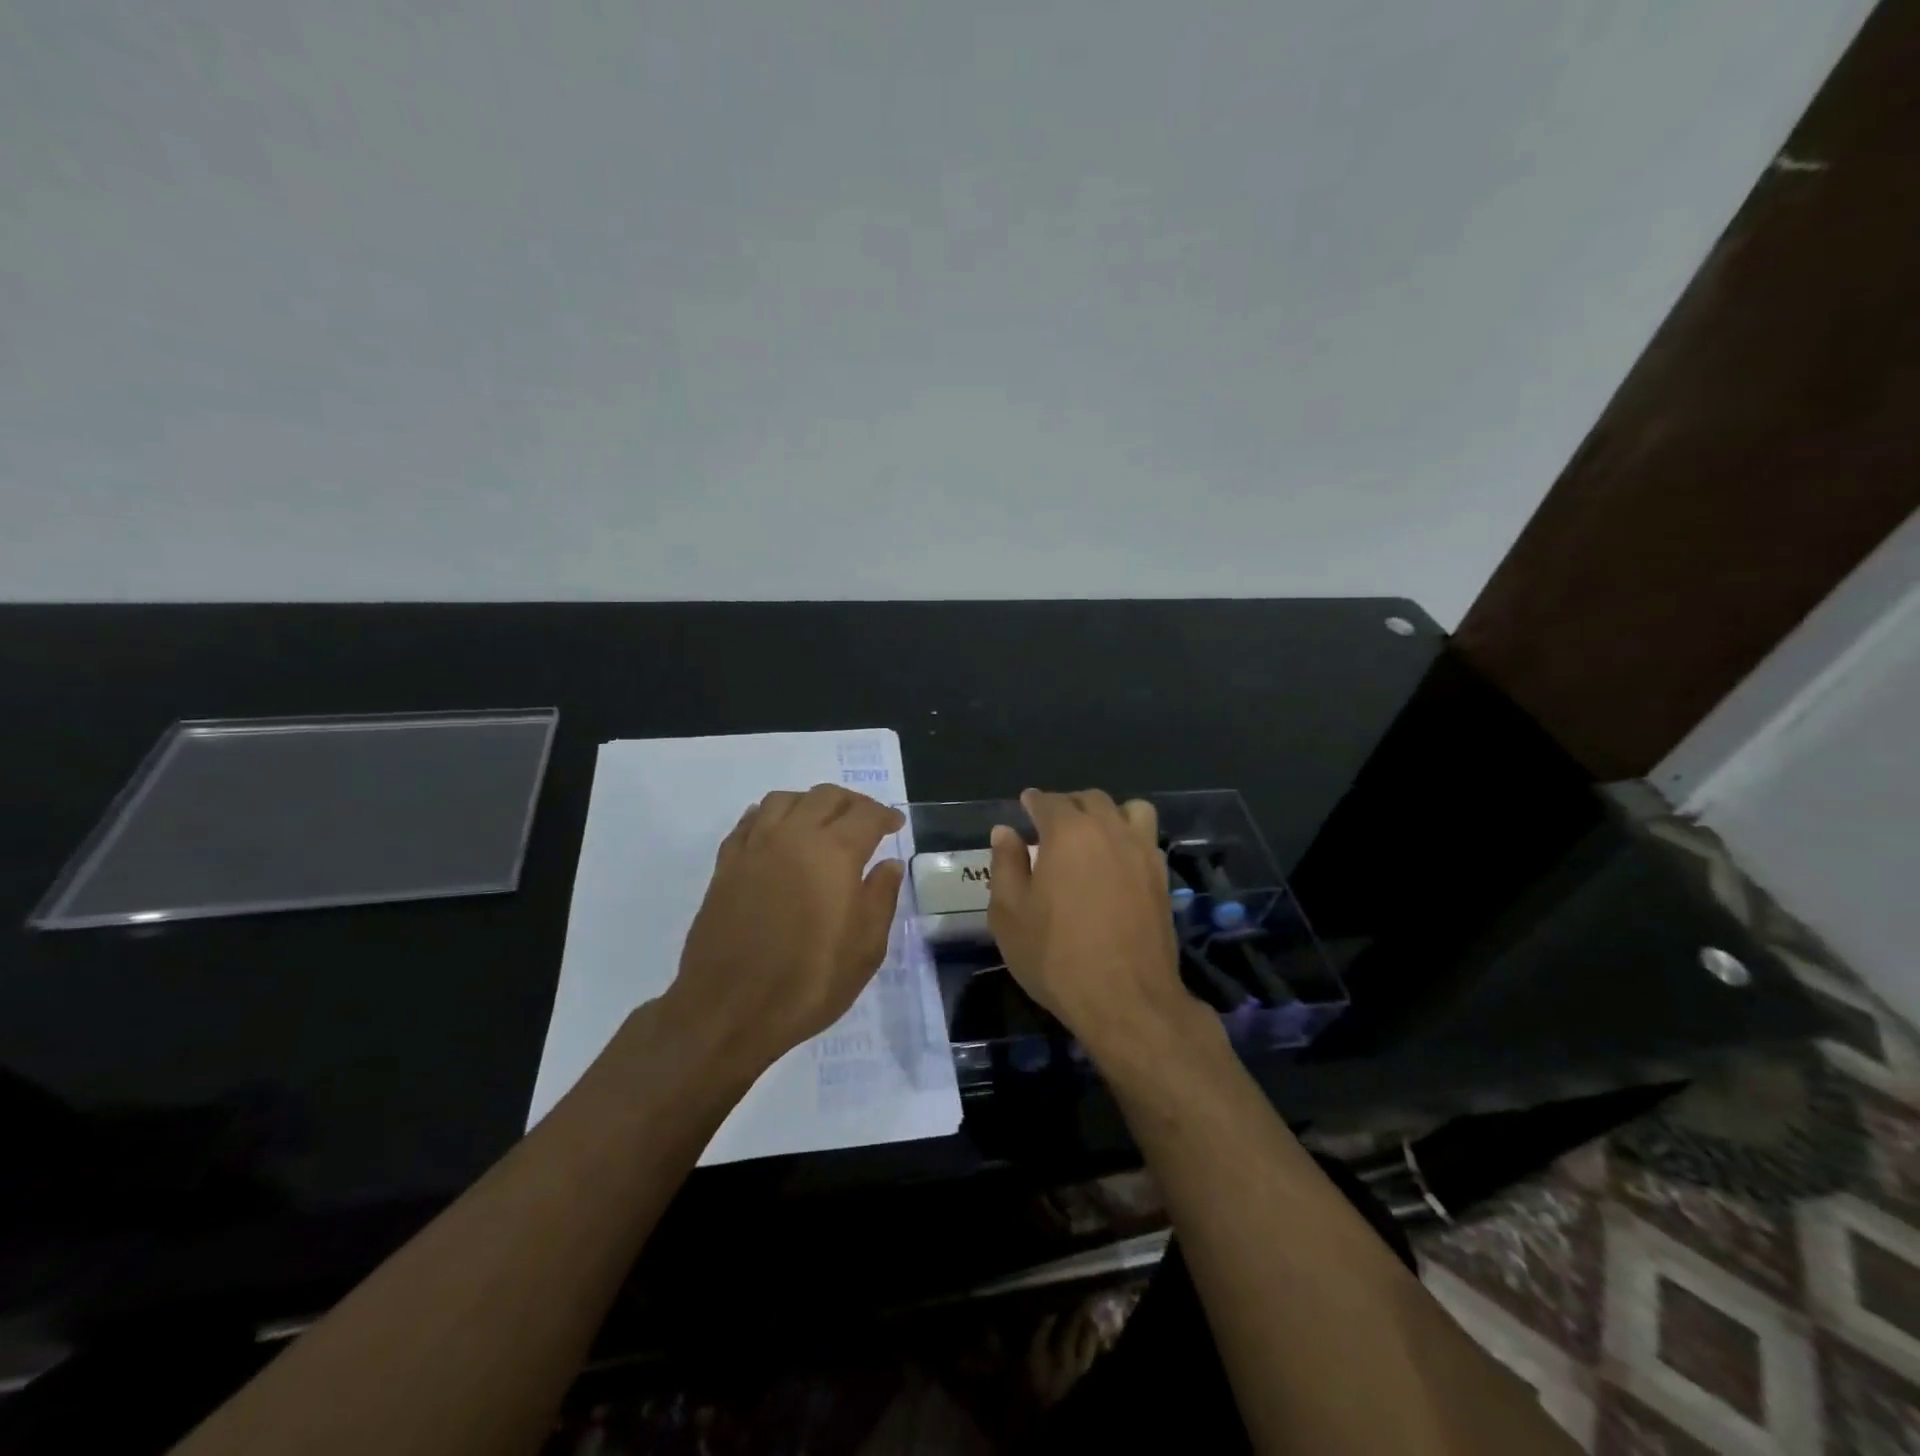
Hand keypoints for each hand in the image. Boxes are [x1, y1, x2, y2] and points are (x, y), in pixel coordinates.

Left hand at [663, 784, 905, 1075]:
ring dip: (810, 803)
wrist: (729, 1009)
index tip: (896, 825)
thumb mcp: (865, 949)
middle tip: (865, 822)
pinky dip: (770, 816)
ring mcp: (755, 847)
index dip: (885, 815)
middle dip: (852, 803)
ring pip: (784, 799)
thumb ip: (881, 898)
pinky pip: (749, 820)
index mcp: (834, 853)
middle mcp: (794, 836)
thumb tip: (889, 865)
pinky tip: (778, 834)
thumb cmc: (809, 982)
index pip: (866, 815)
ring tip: (821, 823)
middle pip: (826, 796)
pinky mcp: (726, 864)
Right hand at [987, 788, 1202, 1060]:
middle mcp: (1109, 830)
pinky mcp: (1162, 878)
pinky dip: (1130, 838)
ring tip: (1093, 836)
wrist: (1126, 1000)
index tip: (1025, 806)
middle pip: (1090, 799)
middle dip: (1068, 805)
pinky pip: (1147, 839)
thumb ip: (1005, 865)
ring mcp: (1142, 852)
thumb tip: (1005, 832)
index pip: (1048, 801)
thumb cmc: (1056, 956)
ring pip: (1129, 810)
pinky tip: (1117, 863)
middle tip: (1051, 824)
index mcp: (1068, 832)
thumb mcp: (1010, 914)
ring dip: (1108, 814)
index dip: (1033, 802)